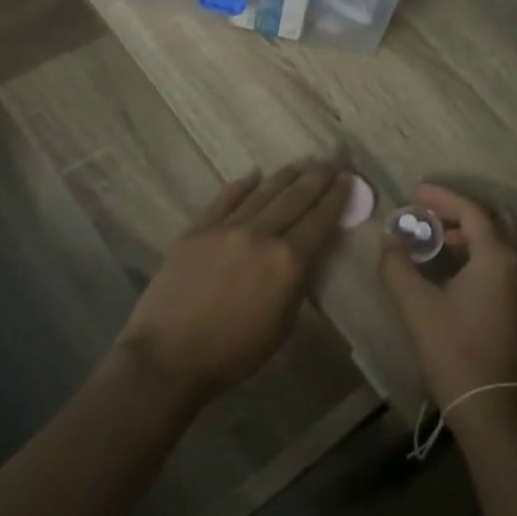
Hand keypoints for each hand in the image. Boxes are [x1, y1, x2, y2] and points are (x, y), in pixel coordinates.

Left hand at [116, 160, 349, 401]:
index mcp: (288, 262)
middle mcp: (261, 235)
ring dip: (286, 176)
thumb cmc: (233, 352)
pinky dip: (242, 185)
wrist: (168, 355)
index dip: (337, 197)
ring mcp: (226, 228)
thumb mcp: (282, 326)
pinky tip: (253, 175)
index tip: (348, 178)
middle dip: (317, 177)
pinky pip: (225, 199)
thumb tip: (305, 254)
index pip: (320, 220)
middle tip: (333, 160)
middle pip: (295, 198)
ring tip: (302, 163)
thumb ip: (297, 283)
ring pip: (263, 193)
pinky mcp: (197, 229)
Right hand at [379, 184, 516, 422]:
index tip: (414, 193)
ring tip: (438, 241)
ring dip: (472, 234)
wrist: (494, 409)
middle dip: (461, 212)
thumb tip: (390, 242)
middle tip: (429, 215)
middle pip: (494, 221)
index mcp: (497, 258)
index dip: (441, 197)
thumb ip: (398, 267)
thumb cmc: (456, 352)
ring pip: (501, 243)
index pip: (471, 211)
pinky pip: (503, 263)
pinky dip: (480, 253)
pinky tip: (454, 271)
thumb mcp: (418, 307)